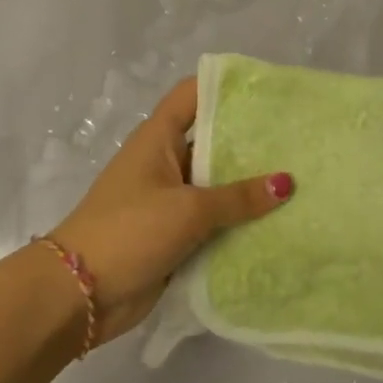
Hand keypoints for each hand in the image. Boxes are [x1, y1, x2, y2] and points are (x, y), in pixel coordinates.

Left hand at [53, 76, 292, 344]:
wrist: (79, 294)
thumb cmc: (129, 231)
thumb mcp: (187, 209)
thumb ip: (238, 197)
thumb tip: (287, 182)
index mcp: (158, 139)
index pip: (193, 95)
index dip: (227, 87)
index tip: (271, 91)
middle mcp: (166, 163)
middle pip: (213, 141)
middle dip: (253, 142)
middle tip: (301, 141)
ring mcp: (170, 201)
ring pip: (217, 186)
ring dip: (250, 188)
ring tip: (303, 182)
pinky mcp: (175, 235)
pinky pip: (214, 222)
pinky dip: (239, 223)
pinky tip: (280, 223)